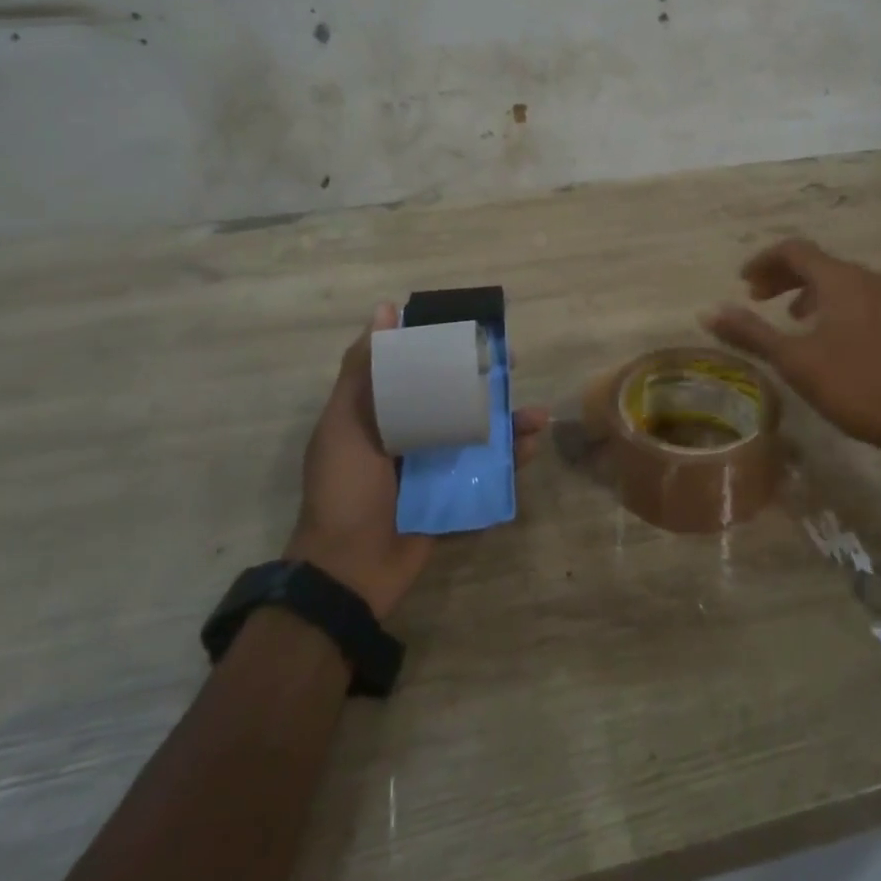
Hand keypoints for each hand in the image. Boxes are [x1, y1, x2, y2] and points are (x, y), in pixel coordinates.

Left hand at [284, 304, 549, 620]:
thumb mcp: (345, 423)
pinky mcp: (454, 496)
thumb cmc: (344, 489)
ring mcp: (435, 467)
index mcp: (384, 413)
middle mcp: (412, 434)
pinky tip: (530, 446)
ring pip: (479, 433)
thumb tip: (385, 309)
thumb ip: (363, 370)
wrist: (348, 571)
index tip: (474, 331)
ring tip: (535, 415)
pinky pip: (488, 472)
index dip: (448, 347)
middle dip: (487, 382)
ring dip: (509, 421)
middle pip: (456, 397)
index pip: (420, 368)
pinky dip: (511, 459)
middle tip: (513, 368)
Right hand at [703, 238, 880, 464]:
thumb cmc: (857, 386)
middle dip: (782, 276)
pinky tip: (827, 336)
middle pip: (817, 263)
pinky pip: (858, 297)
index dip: (763, 261)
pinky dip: (832, 303)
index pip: (794, 250)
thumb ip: (751, 333)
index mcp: (840, 279)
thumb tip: (707, 312)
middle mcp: (867, 278)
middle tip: (756, 298)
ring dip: (807, 290)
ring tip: (788, 317)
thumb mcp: (795, 361)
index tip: (742, 283)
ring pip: (839, 280)